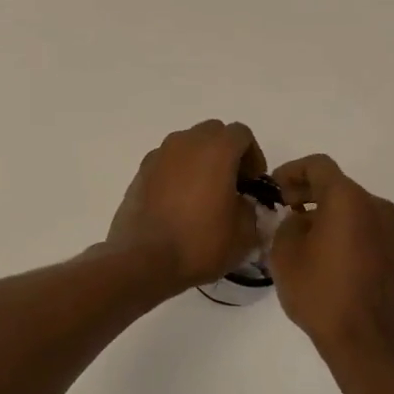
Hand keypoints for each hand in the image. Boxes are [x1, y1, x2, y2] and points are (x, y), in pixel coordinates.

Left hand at [107, 120, 265, 292]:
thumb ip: (251, 208)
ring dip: (200, 161)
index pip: (242, 134)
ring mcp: (158, 155)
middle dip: (226, 153)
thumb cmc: (200, 243)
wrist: (144, 260)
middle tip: (231, 185)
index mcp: (216, 149)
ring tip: (203, 195)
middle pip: (213, 133)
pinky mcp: (140, 172)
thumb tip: (242, 203)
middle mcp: (185, 143)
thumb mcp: (244, 233)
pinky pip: (167, 162)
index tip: (252, 184)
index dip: (253, 157)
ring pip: (187, 145)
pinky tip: (178, 203)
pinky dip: (178, 173)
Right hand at [269, 155, 393, 365]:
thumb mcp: (285, 254)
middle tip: (287, 210)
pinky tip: (335, 260)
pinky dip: (352, 236)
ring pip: (358, 211)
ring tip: (310, 239)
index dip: (292, 171)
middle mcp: (378, 208)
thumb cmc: (320, 294)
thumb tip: (301, 221)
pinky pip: (372, 233)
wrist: (367, 343)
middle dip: (311, 194)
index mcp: (348, 200)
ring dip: (333, 216)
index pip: (318, 166)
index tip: (276, 188)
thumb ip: (288, 225)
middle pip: (340, 187)